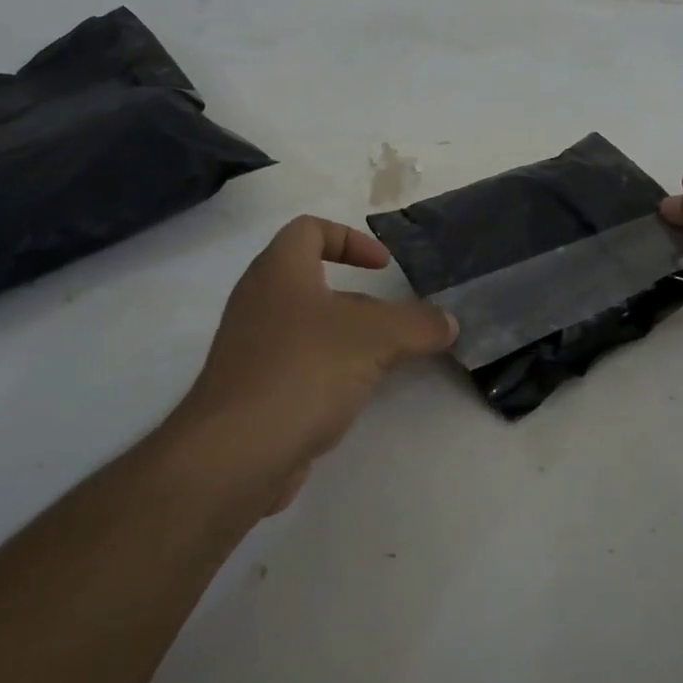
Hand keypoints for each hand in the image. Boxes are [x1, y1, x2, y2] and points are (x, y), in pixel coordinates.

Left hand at [175, 216, 455, 511]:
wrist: (235, 453)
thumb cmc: (304, 369)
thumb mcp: (376, 338)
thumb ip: (418, 324)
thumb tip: (448, 323)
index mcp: (279, 271)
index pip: (309, 229)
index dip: (350, 238)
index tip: (384, 267)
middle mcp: (258, 301)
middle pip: (312, 280)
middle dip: (358, 298)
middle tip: (391, 322)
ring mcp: (251, 348)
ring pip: (307, 327)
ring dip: (346, 338)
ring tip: (382, 362)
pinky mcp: (252, 391)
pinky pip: (296, 365)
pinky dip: (327, 372)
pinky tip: (352, 396)